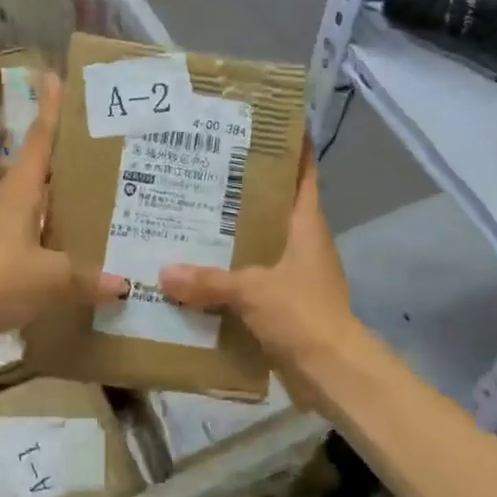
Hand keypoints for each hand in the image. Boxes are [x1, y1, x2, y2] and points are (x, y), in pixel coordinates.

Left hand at [0, 73, 126, 354]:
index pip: (39, 140)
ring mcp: (0, 234)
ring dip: (66, 201)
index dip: (50, 109)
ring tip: (106, 197)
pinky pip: (38, 242)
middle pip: (43, 171)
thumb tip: (125, 283)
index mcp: (19, 193)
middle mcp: (9, 205)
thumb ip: (88, 278)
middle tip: (109, 145)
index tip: (57, 78)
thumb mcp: (49, 278)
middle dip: (70, 156)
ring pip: (42, 208)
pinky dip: (59, 241)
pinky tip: (82, 252)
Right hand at [159, 150, 358, 398]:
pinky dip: (228, 273)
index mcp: (306, 225)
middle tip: (201, 168)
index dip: (291, 146)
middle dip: (242, 189)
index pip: (303, 173)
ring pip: (259, 242)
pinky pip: (250, 278)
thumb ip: (208, 281)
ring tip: (188, 214)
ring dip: (231, 233)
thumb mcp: (253, 291)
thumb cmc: (303, 315)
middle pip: (273, 204)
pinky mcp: (283, 302)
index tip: (264, 124)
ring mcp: (294, 273)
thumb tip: (163, 273)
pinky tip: (195, 271)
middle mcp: (302, 242)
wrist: (332, 373)